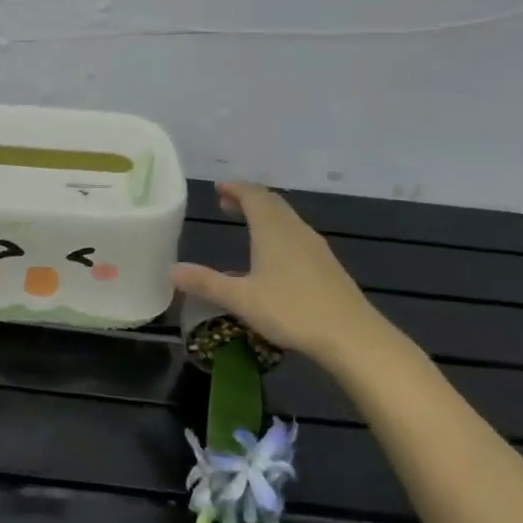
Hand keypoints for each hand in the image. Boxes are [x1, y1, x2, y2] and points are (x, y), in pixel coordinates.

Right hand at [172, 182, 403, 371]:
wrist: (350, 335)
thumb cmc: (291, 310)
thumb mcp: (240, 299)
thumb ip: (206, 282)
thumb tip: (172, 270)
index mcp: (273, 230)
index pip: (253, 196)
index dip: (234, 188)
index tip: (218, 188)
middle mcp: (295, 230)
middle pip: (272, 203)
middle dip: (248, 199)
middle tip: (226, 203)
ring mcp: (315, 247)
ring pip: (287, 219)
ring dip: (265, 215)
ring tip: (247, 224)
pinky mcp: (327, 265)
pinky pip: (297, 236)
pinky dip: (278, 232)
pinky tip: (274, 256)